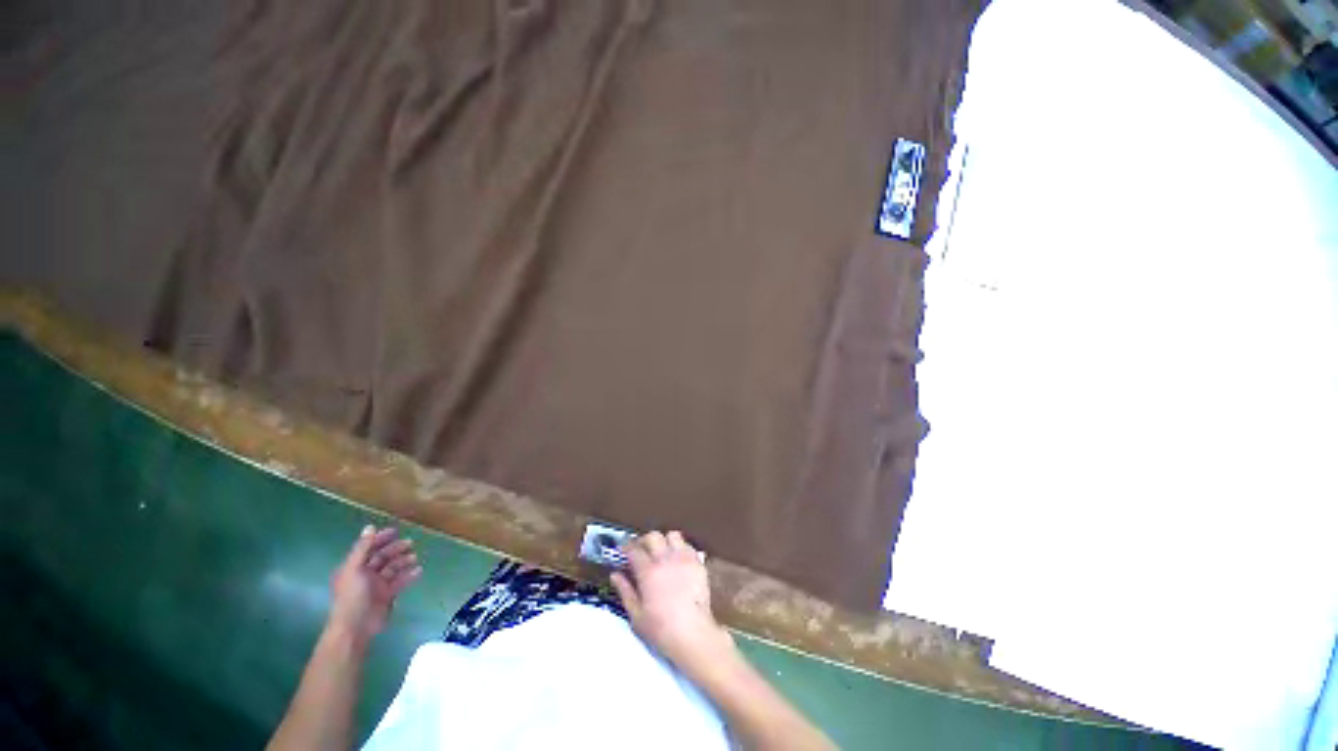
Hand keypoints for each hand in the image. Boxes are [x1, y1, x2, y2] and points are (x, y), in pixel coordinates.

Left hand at [327, 525, 421, 643]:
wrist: (356, 627)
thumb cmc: (352, 596)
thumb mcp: (354, 569)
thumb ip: (362, 548)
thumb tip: (370, 527)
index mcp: (354, 568)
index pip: (368, 548)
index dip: (380, 539)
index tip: (395, 531)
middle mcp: (365, 574)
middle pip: (382, 557)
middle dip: (395, 549)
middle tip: (410, 543)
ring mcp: (377, 585)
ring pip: (393, 568)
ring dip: (403, 561)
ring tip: (414, 557)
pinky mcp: (387, 595)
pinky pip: (400, 581)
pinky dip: (409, 575)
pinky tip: (418, 571)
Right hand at [610, 531, 733, 676]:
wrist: (694, 634)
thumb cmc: (661, 630)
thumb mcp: (636, 616)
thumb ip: (625, 591)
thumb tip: (615, 575)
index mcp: (648, 572)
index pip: (634, 549)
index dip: (626, 547)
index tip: (622, 550)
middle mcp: (666, 559)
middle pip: (653, 536)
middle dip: (644, 541)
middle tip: (641, 551)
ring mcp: (684, 558)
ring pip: (672, 535)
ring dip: (665, 541)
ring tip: (662, 552)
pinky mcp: (698, 563)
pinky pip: (688, 545)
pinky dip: (680, 548)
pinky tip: (678, 560)